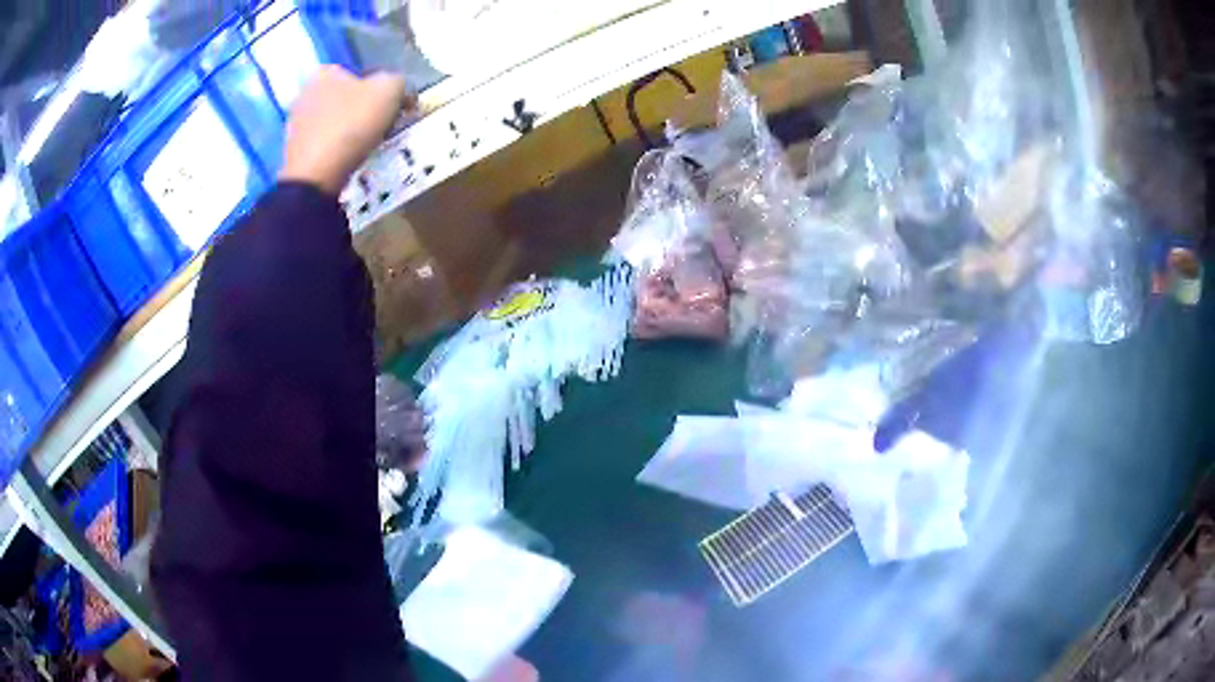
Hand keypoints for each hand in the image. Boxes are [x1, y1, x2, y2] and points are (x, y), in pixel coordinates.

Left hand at [279, 65, 411, 193]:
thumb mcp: (390, 90)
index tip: (393, 105)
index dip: (380, 88)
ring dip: (351, 129)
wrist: (317, 177)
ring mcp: (296, 124)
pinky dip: (338, 148)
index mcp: (324, 72)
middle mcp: (304, 93)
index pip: (360, 73)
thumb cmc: (351, 124)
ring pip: (335, 120)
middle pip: (346, 97)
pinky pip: (324, 143)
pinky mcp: (294, 152)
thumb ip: (399, 82)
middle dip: (363, 108)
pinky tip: (349, 158)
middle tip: (383, 124)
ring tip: (368, 144)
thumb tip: (401, 92)